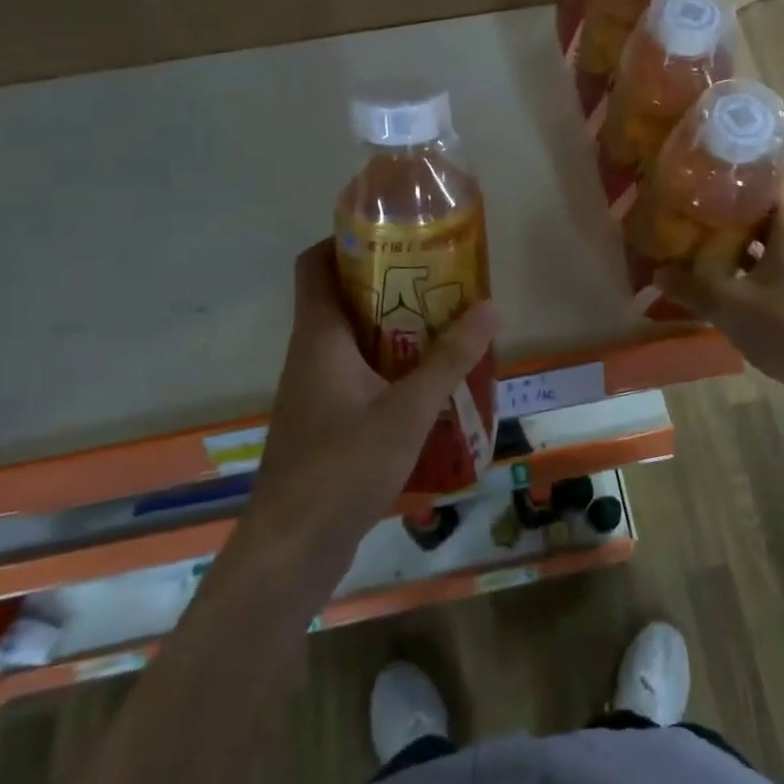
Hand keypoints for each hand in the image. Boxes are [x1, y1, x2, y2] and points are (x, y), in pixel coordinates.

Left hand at [245, 241, 500, 571]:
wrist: (293, 549)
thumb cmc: (343, 467)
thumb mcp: (407, 409)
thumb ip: (449, 359)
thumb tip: (490, 308)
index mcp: (319, 336)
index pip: (314, 263)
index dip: (344, 239)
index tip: (393, 233)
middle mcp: (310, 354)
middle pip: (341, 297)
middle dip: (388, 283)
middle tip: (439, 278)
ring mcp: (314, 390)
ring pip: (352, 338)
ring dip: (393, 326)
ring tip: (444, 323)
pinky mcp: (324, 421)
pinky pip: (357, 374)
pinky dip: (389, 365)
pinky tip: (428, 383)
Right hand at [656, 171, 783, 403]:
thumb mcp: (733, 308)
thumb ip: (693, 287)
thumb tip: (658, 273)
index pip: (774, 171)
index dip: (741, 162)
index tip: (706, 161)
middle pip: (770, 200)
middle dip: (732, 198)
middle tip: (693, 198)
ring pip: (774, 231)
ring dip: (741, 230)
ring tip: (701, 230)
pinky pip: (779, 257)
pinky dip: (753, 257)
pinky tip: (725, 271)